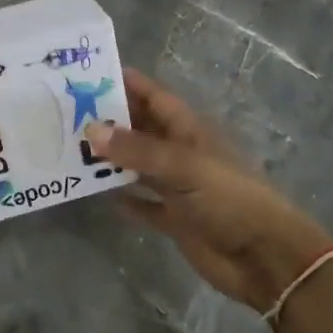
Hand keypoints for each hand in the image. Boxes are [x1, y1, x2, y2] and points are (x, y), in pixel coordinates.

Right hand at [86, 68, 332, 313]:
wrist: (265, 258)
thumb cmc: (229, 199)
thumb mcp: (183, 167)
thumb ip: (137, 149)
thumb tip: (90, 129)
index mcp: (189, 131)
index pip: (154, 97)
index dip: (127, 83)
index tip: (89, 74)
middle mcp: (181, 153)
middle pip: (142, 128)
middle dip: (110, 120)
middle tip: (67, 112)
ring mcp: (178, 187)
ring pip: (138, 164)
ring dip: (111, 159)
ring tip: (71, 148)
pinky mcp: (175, 218)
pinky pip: (144, 202)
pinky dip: (125, 197)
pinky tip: (97, 194)